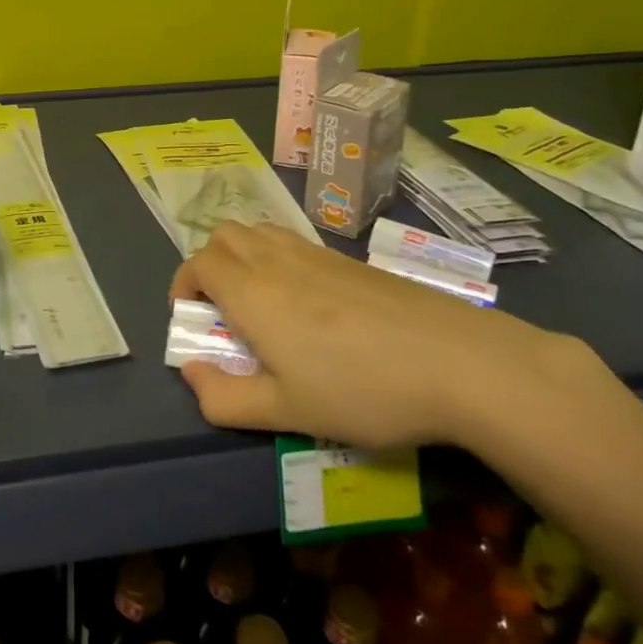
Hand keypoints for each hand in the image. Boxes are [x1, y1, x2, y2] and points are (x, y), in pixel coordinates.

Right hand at [171, 223, 574, 451]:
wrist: (457, 361)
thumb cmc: (362, 390)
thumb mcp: (287, 412)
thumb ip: (226, 397)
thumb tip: (190, 372)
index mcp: (252, 292)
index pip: (199, 264)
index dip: (184, 285)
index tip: (191, 318)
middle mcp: (275, 260)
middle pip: (224, 235)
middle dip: (209, 263)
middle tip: (222, 307)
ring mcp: (315, 253)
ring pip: (259, 231)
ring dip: (242, 255)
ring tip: (260, 300)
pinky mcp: (349, 259)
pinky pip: (293, 241)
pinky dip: (277, 257)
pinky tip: (308, 302)